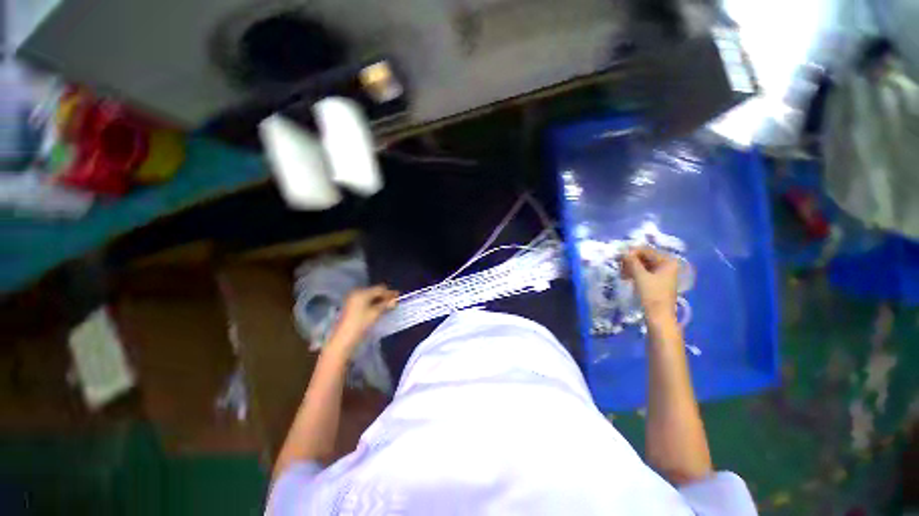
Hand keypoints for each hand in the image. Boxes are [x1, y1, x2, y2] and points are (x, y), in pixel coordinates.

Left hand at [327, 285, 397, 356]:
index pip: (379, 289)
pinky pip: (365, 301)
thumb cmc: (360, 325)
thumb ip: (386, 305)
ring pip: (370, 297)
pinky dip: (373, 304)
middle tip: (394, 302)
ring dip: (379, 300)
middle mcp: (356, 293)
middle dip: (384, 296)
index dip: (390, 292)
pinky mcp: (351, 307)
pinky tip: (379, 309)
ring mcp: (352, 300)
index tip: (399, 296)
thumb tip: (395, 300)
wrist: (343, 340)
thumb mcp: (375, 313)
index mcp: (362, 293)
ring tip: (388, 306)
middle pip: (374, 291)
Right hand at [621, 246, 678, 322]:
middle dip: (631, 260)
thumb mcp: (640, 276)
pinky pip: (644, 272)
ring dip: (631, 267)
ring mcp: (662, 273)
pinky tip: (626, 277)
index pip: (646, 250)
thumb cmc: (652, 295)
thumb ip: (632, 261)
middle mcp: (667, 265)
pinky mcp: (657, 281)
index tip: (618, 257)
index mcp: (667, 261)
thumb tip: (623, 251)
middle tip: (619, 266)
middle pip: (645, 257)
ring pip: (643, 265)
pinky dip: (634, 273)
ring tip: (621, 274)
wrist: (659, 316)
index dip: (631, 252)